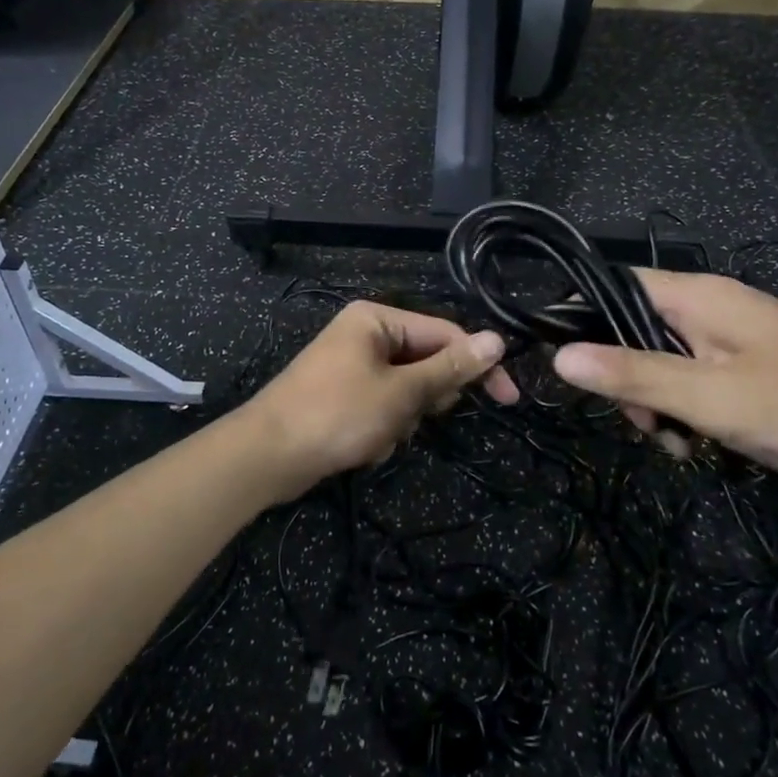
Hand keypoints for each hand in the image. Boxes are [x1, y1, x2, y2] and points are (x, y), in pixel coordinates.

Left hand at [245, 301, 517, 493]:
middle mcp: (365, 334)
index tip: (509, 398)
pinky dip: (383, 428)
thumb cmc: (337, 415)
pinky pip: (384, 406)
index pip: (445, 333)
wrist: (267, 456)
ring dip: (403, 419)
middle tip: (412, 416)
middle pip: (426, 361)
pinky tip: (363, 445)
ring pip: (408, 390)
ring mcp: (353, 365)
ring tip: (379, 434)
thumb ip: (451, 368)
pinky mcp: (344, 395)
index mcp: (376, 319)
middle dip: (426, 397)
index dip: (478, 365)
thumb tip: (498, 340)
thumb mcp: (401, 392)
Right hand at [552, 271, 777, 490]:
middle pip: (632, 329)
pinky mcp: (755, 367)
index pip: (609, 284)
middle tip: (650, 427)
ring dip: (660, 404)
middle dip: (625, 380)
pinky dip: (692, 412)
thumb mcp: (716, 400)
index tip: (564, 370)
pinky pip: (698, 380)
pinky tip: (711, 446)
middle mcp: (711, 307)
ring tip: (688, 447)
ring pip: (664, 361)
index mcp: (696, 297)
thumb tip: (557, 356)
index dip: (576, 318)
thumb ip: (635, 376)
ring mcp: (736, 338)